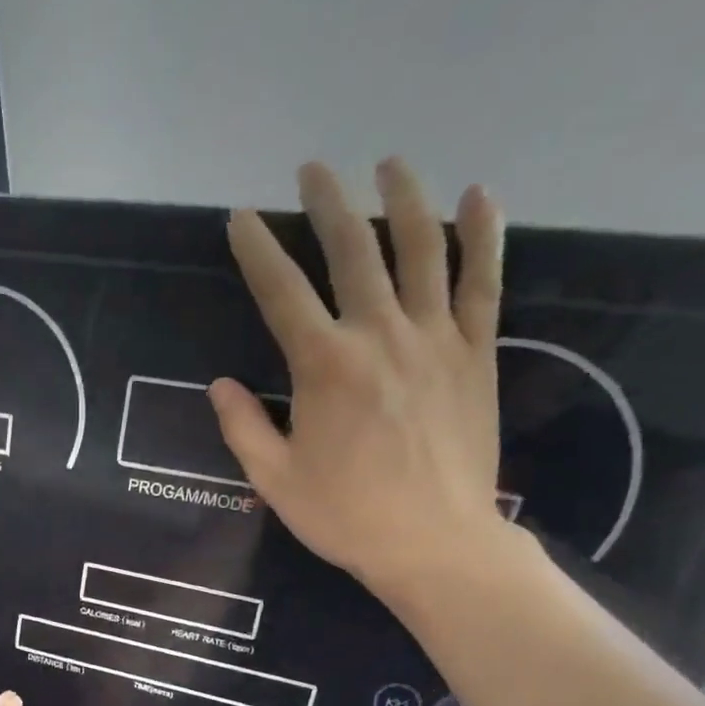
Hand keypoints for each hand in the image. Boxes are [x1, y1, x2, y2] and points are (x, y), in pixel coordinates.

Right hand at [210, 157, 513, 598]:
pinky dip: (482, 235)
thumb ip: (244, 428)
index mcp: (324, 367)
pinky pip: (484, 281)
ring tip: (390, 164)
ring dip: (403, 198)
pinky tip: (479, 197)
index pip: (281, 292)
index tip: (241, 219)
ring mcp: (435, 337)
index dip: (257, 250)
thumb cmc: (345, 516)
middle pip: (351, 251)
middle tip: (314, 170)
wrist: (433, 541)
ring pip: (420, 249)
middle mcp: (379, 335)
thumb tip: (220, 385)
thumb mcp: (275, 480)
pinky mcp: (476, 352)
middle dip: (327, 204)